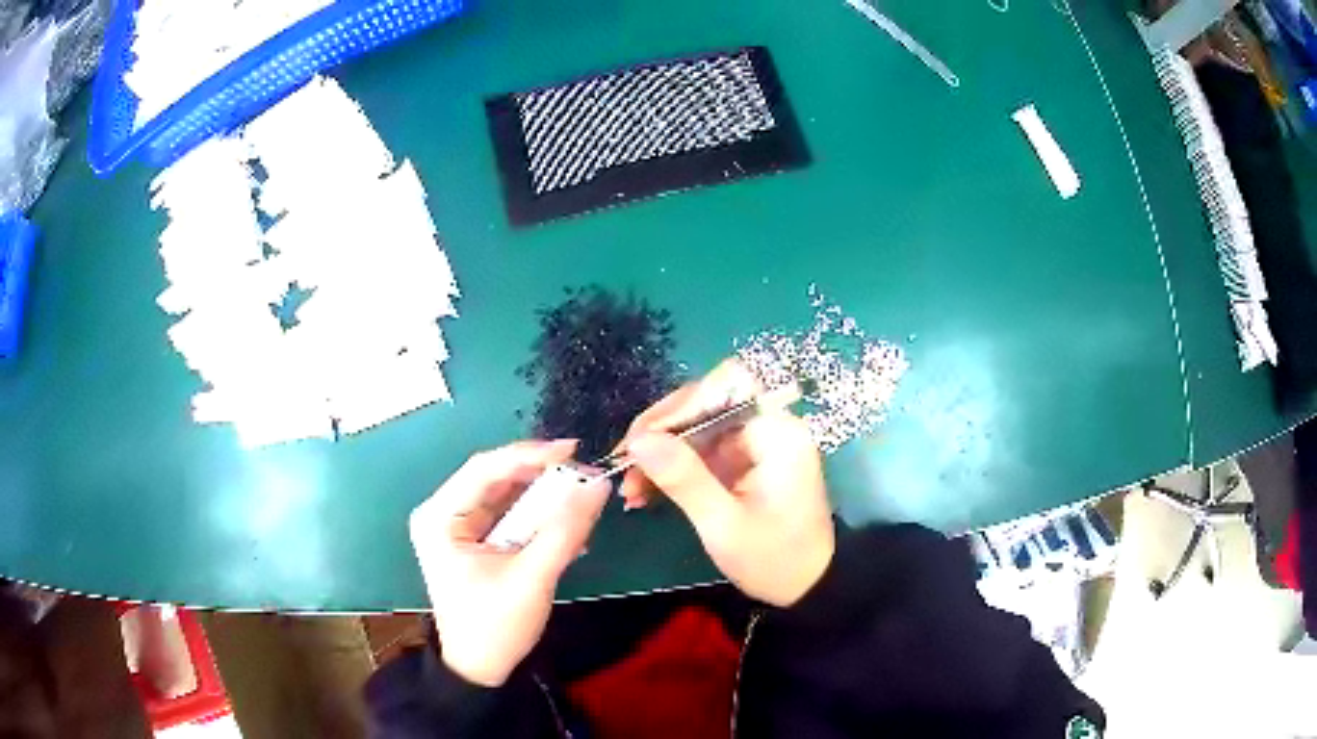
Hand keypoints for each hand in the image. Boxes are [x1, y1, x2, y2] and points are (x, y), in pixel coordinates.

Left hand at [409, 440, 608, 686]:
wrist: (481, 669)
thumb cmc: (495, 627)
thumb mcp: (532, 578)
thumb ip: (564, 531)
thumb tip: (597, 485)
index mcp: (440, 518)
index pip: (484, 469)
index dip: (529, 455)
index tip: (572, 451)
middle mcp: (444, 513)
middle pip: (496, 478)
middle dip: (541, 476)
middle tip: (584, 473)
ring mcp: (459, 527)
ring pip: (506, 495)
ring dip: (544, 496)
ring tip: (583, 497)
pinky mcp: (475, 541)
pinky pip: (510, 515)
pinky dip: (539, 517)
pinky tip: (568, 525)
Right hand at [617, 360, 833, 606]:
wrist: (806, 588)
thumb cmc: (774, 559)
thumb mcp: (723, 524)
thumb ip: (683, 479)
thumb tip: (639, 441)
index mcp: (777, 432)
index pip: (727, 385)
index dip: (683, 403)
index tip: (644, 438)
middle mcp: (768, 427)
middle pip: (706, 403)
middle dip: (661, 433)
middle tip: (625, 465)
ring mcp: (754, 445)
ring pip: (697, 429)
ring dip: (660, 454)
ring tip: (629, 488)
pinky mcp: (743, 463)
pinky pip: (701, 452)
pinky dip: (673, 469)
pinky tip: (645, 493)